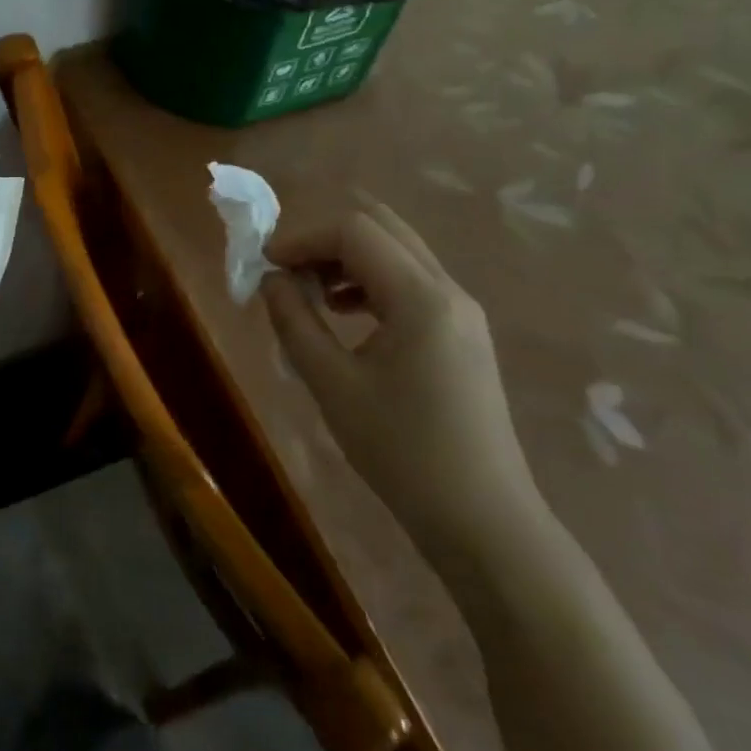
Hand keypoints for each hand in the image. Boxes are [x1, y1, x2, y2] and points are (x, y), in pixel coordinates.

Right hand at [261, 203, 539, 555]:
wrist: (484, 523)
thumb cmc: (403, 453)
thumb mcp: (332, 384)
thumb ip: (294, 321)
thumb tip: (271, 280)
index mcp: (421, 298)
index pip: (354, 232)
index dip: (302, 238)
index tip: (265, 265)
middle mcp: (448, 290)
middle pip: (380, 227)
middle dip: (325, 239)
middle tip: (287, 271)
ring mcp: (462, 311)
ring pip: (397, 251)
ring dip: (347, 258)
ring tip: (309, 294)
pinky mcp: (463, 333)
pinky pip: (410, 281)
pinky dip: (370, 280)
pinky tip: (344, 314)